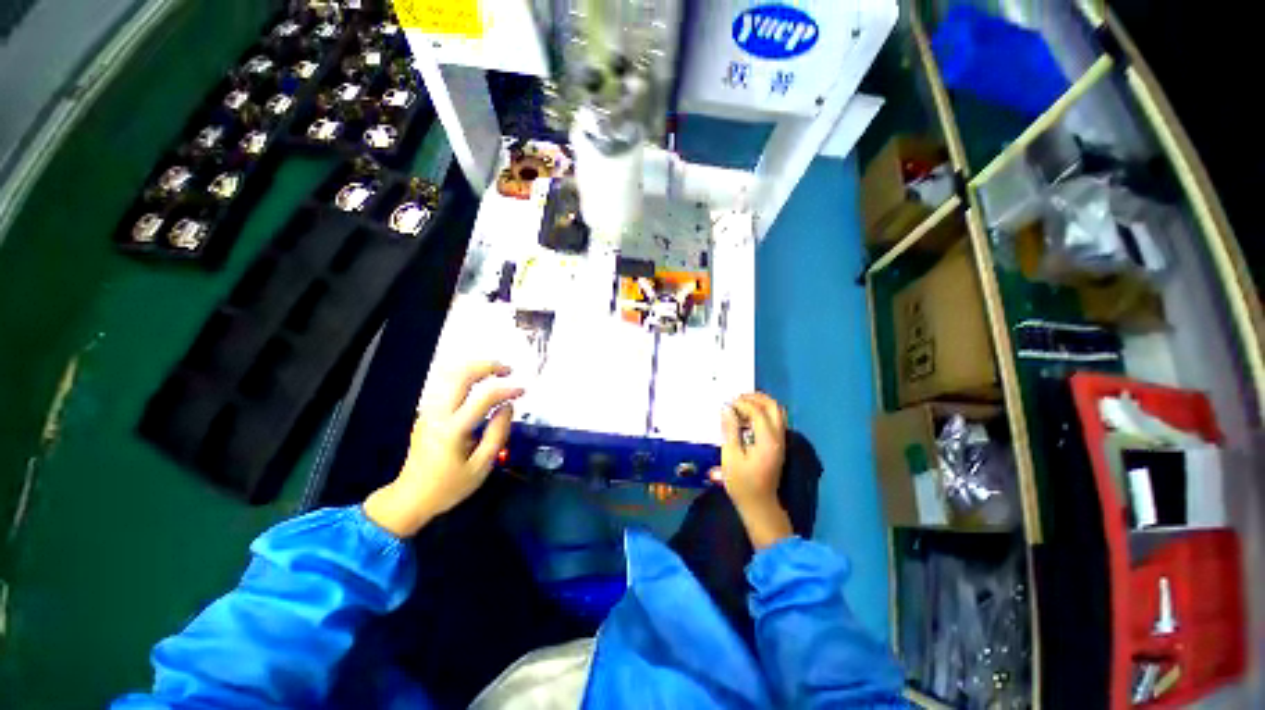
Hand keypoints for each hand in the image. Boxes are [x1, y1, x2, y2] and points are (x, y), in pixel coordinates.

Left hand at [364, 361, 522, 537]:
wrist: (410, 497)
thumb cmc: (449, 486)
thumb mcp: (482, 466)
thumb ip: (498, 434)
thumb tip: (508, 407)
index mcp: (453, 429)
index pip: (484, 398)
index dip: (506, 390)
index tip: (522, 391)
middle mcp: (438, 414)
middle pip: (461, 375)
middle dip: (487, 366)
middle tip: (508, 370)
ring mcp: (429, 411)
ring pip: (449, 375)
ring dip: (474, 368)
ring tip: (496, 372)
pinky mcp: (426, 412)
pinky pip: (445, 384)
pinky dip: (464, 376)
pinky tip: (478, 383)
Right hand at [713, 392, 792, 548]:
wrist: (759, 505)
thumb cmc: (742, 484)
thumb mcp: (730, 457)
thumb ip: (730, 430)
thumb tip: (727, 409)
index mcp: (767, 441)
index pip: (758, 411)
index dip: (742, 404)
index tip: (727, 404)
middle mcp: (778, 438)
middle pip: (773, 407)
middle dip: (755, 398)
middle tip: (737, 398)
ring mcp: (780, 441)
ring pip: (777, 412)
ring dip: (760, 403)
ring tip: (741, 404)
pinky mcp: (778, 445)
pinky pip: (774, 420)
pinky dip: (762, 412)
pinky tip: (747, 417)